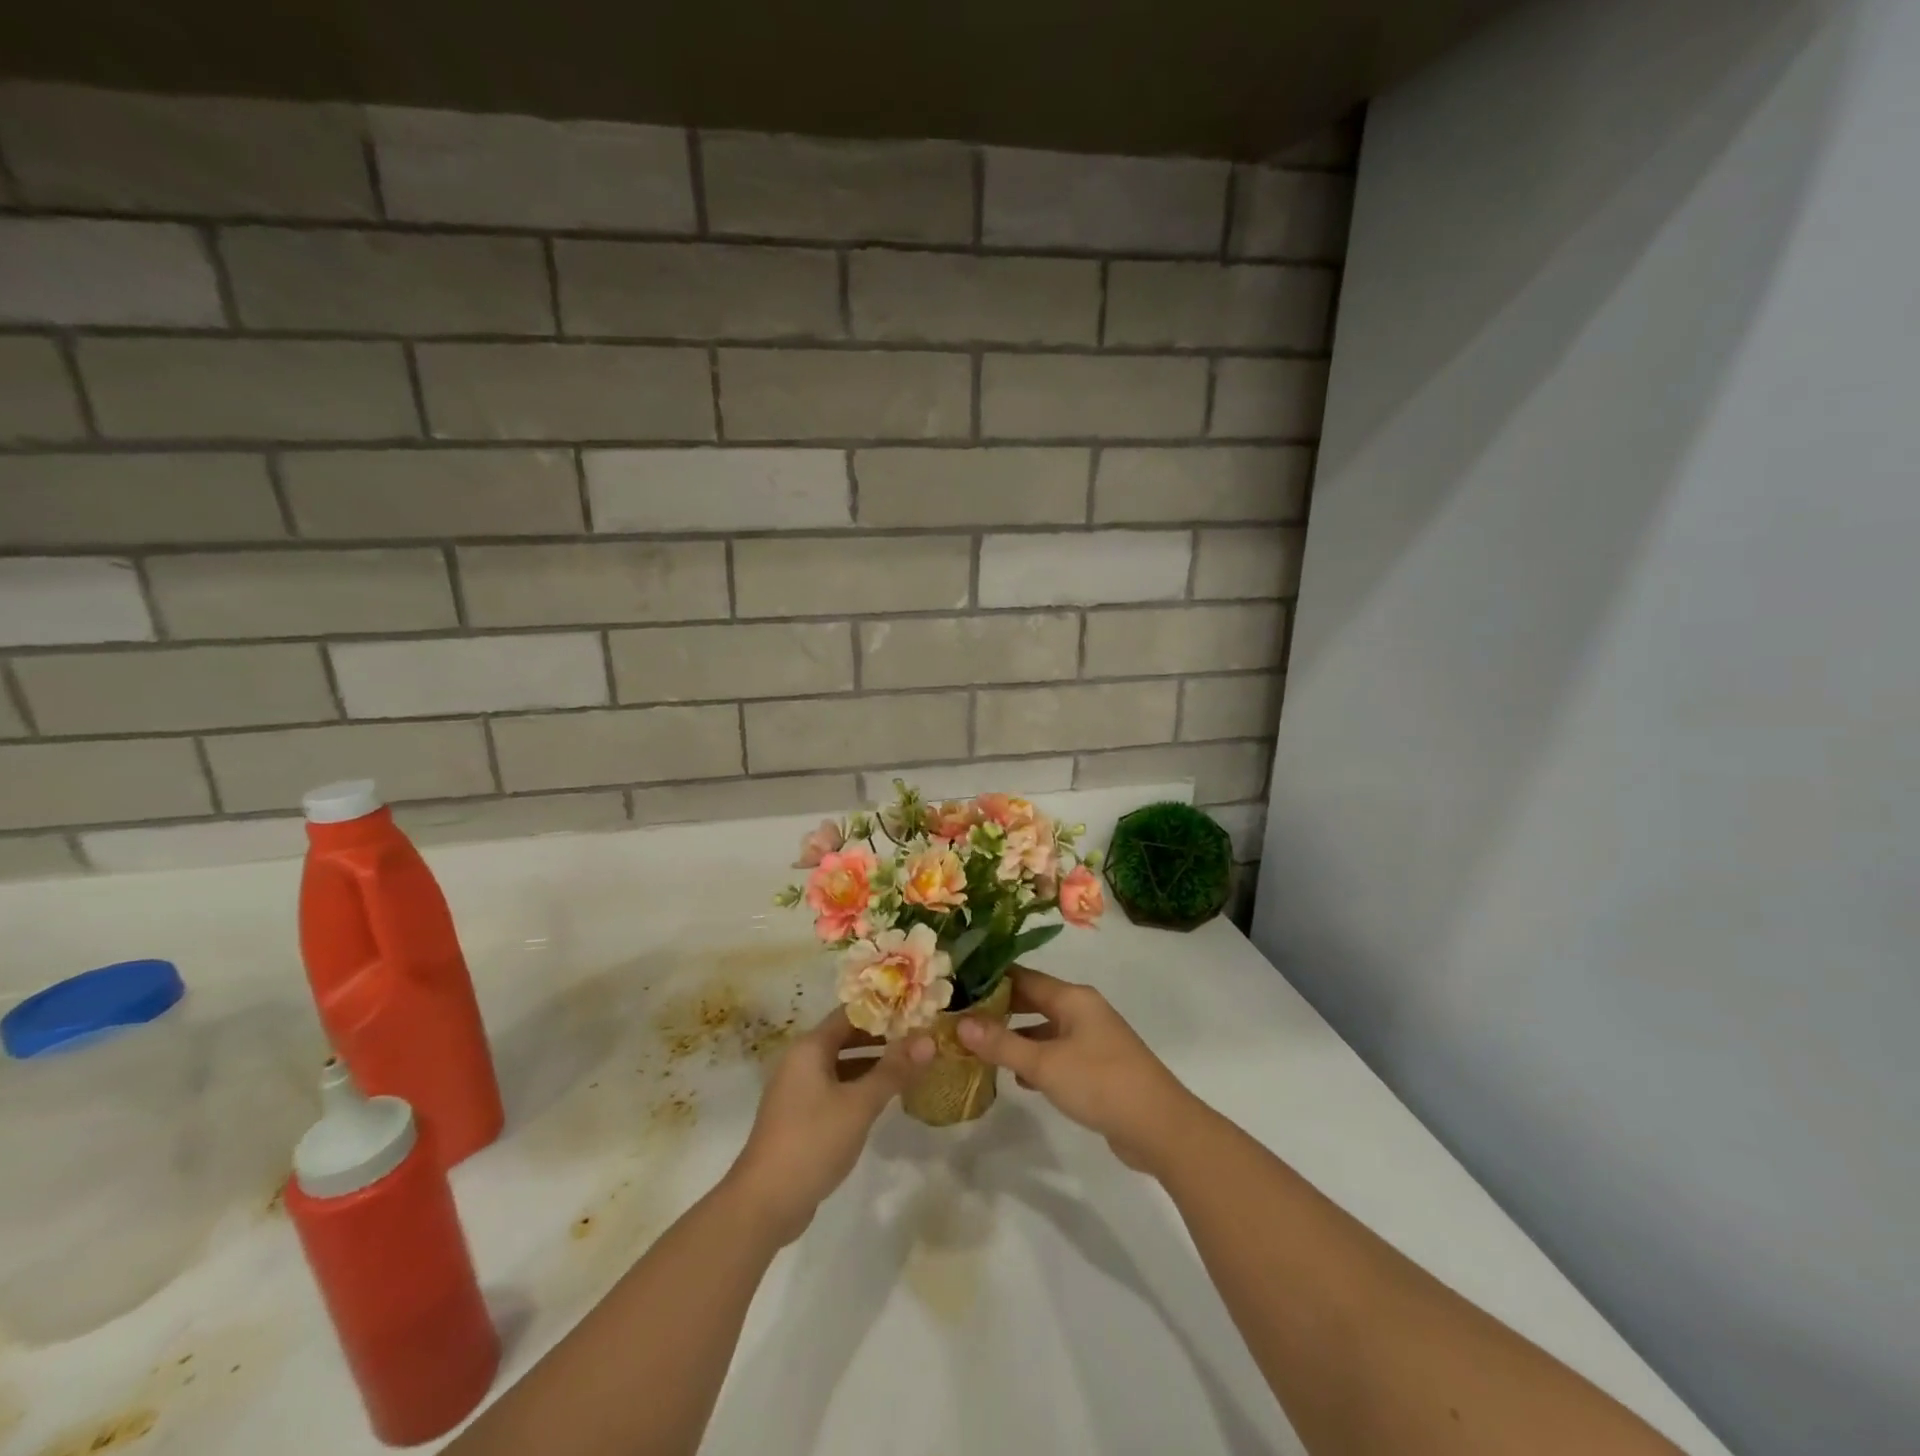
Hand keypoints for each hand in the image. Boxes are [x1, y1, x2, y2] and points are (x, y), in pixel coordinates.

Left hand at [725, 1009, 931, 1244]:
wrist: (764, 1203)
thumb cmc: (813, 1141)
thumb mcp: (860, 1104)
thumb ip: (894, 1070)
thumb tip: (928, 1040)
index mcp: (810, 1048)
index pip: (850, 1013)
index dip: (882, 1010)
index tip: (915, 1011)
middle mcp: (800, 1061)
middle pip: (845, 1037)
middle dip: (881, 1038)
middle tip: (918, 1038)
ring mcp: (798, 1090)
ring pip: (841, 1065)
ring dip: (872, 1064)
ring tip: (909, 1065)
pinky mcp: (800, 1117)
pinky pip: (834, 1089)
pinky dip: (858, 1087)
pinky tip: (882, 1098)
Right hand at [958, 968, 1200, 1175]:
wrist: (1160, 1127)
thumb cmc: (1100, 1083)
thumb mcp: (1044, 1064)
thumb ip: (1002, 1044)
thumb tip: (960, 1022)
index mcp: (1073, 998)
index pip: (1023, 977)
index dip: (991, 980)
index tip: (958, 986)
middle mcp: (1083, 1010)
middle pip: (1033, 1001)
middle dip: (999, 1009)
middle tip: (961, 1018)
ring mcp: (1092, 1038)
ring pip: (1044, 1029)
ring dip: (1016, 1037)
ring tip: (979, 1048)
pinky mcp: (1097, 1066)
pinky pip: (1057, 1053)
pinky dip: (1036, 1060)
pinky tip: (1017, 1079)